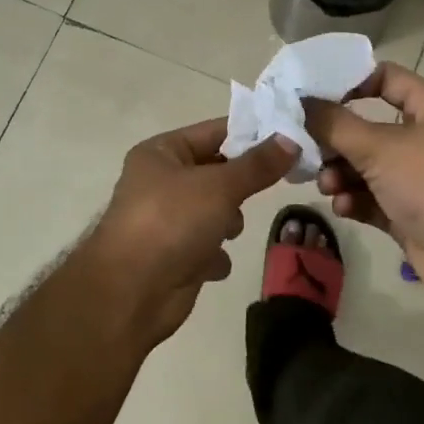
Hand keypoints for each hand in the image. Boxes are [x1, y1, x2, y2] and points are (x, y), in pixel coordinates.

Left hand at [78, 119, 297, 345]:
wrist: (132, 291)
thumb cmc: (171, 222)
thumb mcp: (219, 186)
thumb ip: (257, 165)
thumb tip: (291, 138)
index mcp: (162, 152)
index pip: (214, 131)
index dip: (251, 133)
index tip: (291, 138)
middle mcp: (161, 181)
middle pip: (217, 172)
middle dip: (239, 185)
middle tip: (271, 186)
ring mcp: (167, 219)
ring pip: (215, 210)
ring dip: (227, 222)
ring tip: (226, 231)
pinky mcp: (175, 255)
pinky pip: (208, 246)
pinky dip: (214, 254)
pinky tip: (211, 262)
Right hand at [301, 62, 423, 301]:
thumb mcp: (378, 147)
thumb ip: (333, 123)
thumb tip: (299, 102)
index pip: (386, 78)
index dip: (350, 81)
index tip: (312, 93)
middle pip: (366, 127)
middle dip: (334, 139)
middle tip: (305, 146)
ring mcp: (416, 178)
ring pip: (364, 165)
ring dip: (339, 173)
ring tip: (327, 185)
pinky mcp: (407, 212)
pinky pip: (369, 197)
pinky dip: (353, 199)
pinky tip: (342, 208)